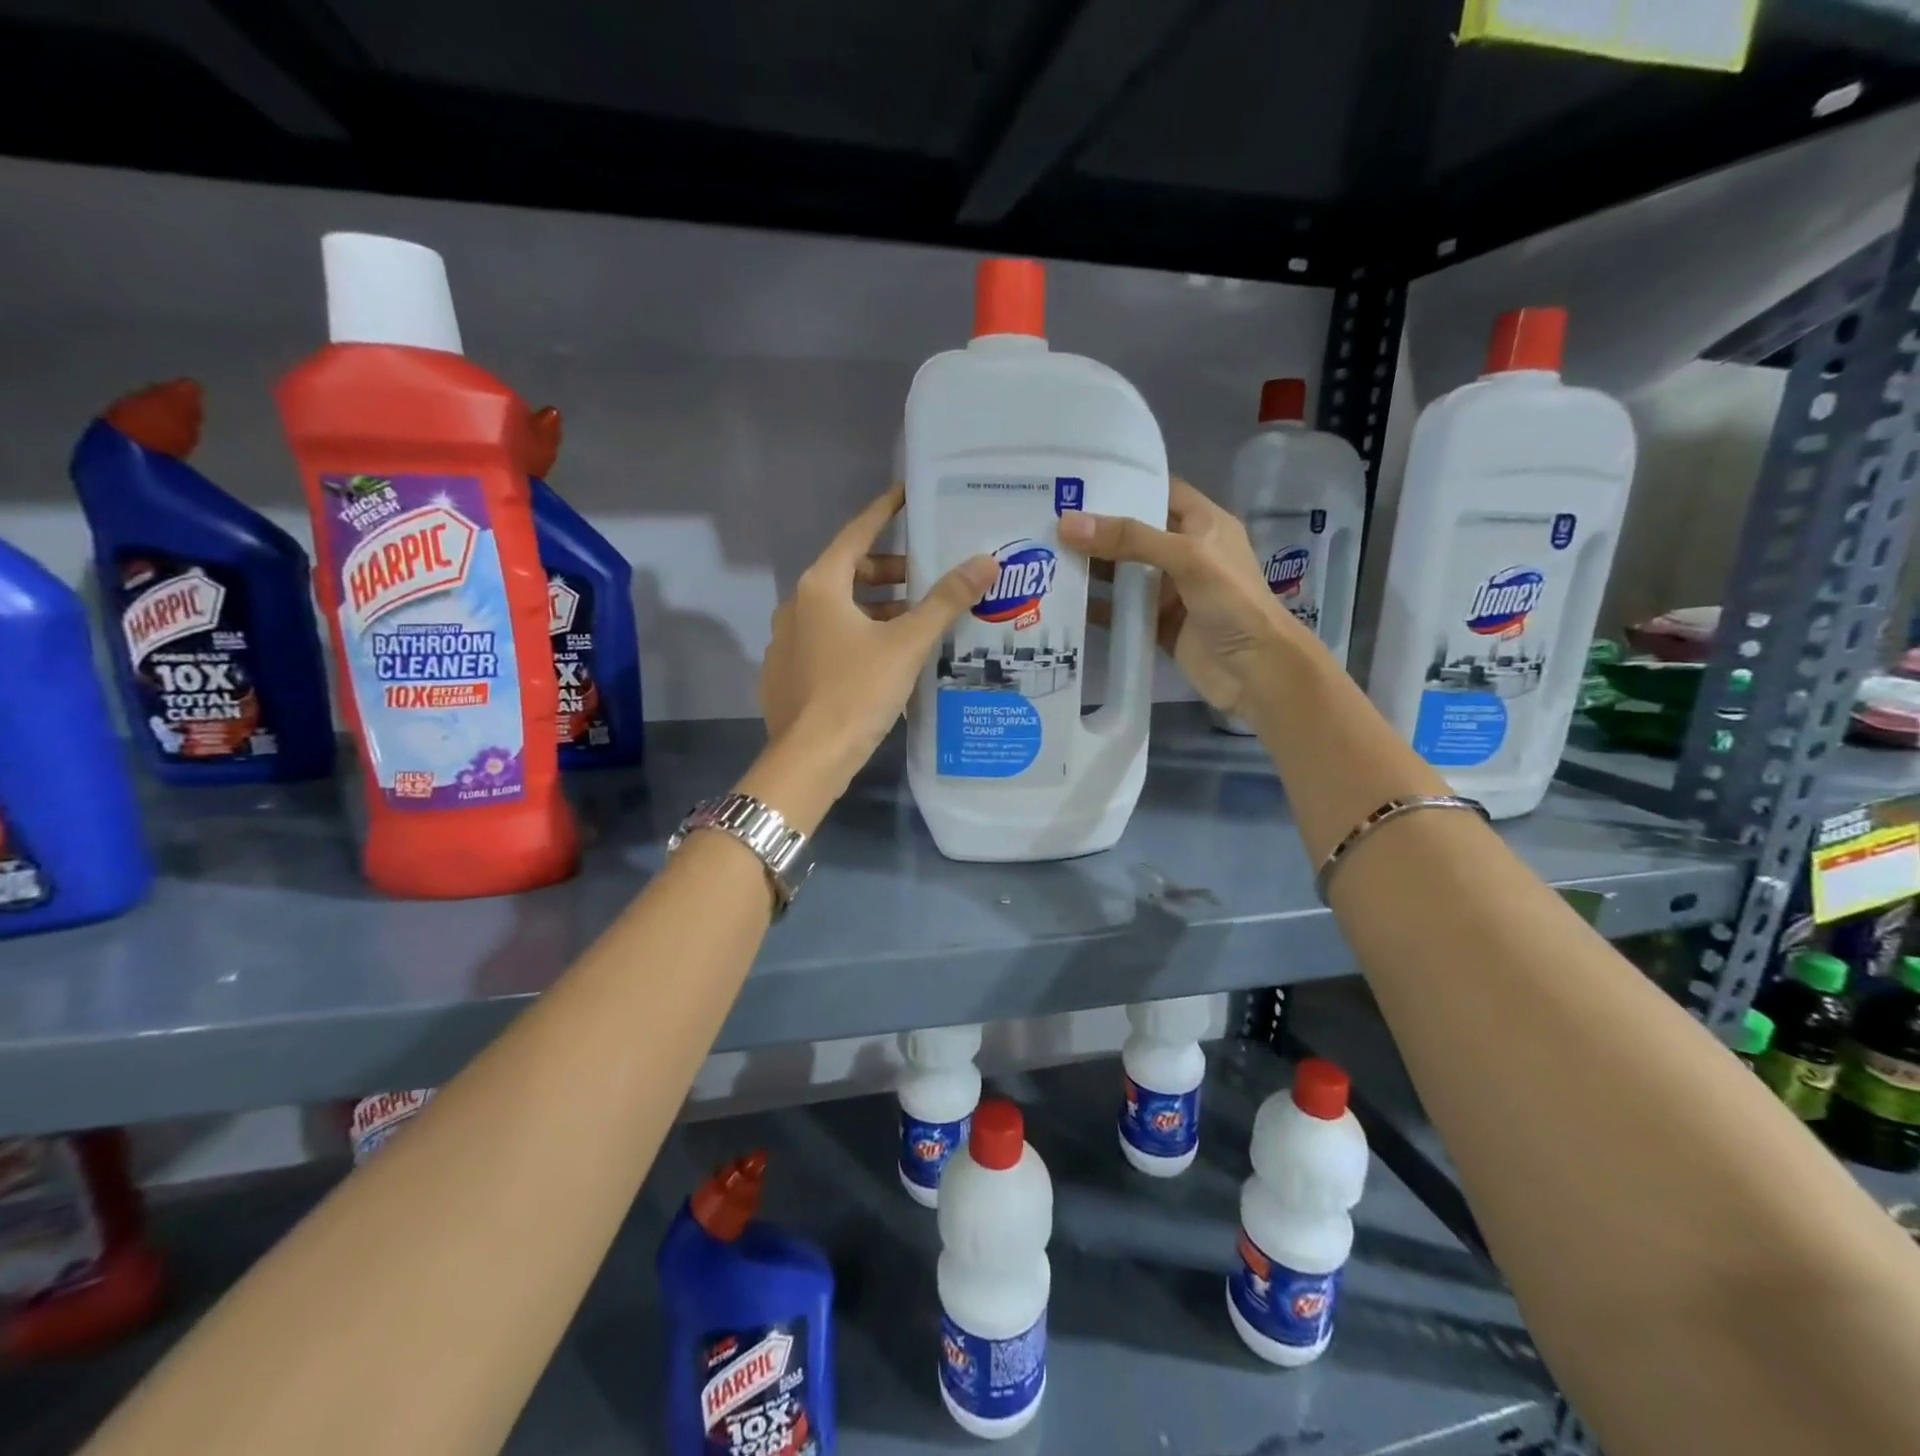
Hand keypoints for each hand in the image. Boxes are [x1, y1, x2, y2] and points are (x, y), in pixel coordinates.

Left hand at [760, 484, 995, 769]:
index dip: (884, 512)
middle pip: (849, 574)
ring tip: (917, 623)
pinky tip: (885, 661)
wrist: (810, 759)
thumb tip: (985, 561)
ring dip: (877, 610)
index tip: (906, 494)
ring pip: (839, 612)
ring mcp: (787, 642)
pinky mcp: (788, 674)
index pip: (857, 534)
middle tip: (928, 579)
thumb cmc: (857, 692)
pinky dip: (857, 638)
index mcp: (821, 587)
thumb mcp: (907, 644)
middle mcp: (796, 606)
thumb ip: (946, 601)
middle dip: (890, 573)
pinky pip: (828, 641)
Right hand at [1060, 478, 1312, 720]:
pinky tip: (1063, 601)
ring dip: (1092, 567)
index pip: (1159, 491)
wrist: (1256, 671)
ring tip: (1044, 555)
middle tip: (1047, 519)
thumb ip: (1130, 539)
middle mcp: (1186, 553)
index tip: (1078, 480)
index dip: (1124, 483)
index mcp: (1203, 524)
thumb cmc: (1233, 603)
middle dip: (1097, 528)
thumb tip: (1068, 523)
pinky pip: (1121, 610)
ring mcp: (1171, 591)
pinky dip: (1097, 607)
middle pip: (1134, 533)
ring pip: (1124, 573)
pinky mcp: (1158, 624)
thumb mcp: (1187, 558)